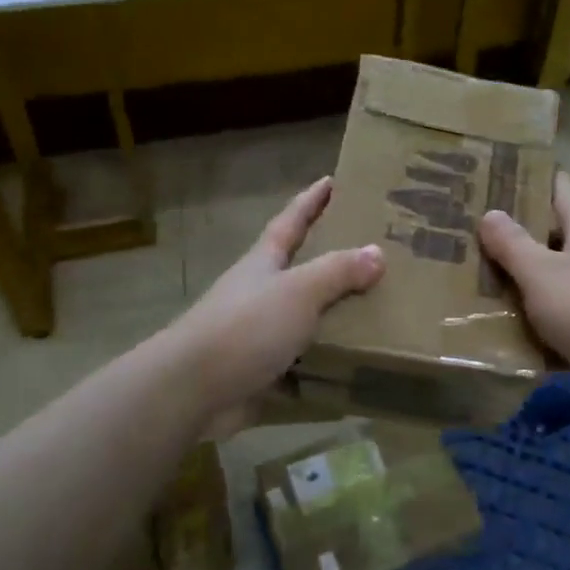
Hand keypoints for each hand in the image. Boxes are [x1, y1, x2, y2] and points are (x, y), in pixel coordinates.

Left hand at [171, 177, 383, 418]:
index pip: (291, 220)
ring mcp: (257, 333)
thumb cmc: (246, 327)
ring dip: (332, 311)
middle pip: (298, 266)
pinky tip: (353, 364)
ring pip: (303, 315)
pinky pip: (301, 359)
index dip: (311, 200)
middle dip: (329, 256)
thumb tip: (377, 252)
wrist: (192, 390)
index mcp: (264, 262)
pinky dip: (324, 360)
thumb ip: (338, 271)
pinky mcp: (259, 370)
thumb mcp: (299, 291)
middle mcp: (259, 291)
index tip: (331, 179)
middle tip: (371, 249)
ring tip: (377, 309)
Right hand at [478, 173, 569, 401]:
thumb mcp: (543, 273)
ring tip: (478, 280)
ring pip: (555, 280)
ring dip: (524, 281)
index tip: (501, 172)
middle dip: (518, 233)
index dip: (534, 178)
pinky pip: (561, 320)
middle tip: (473, 230)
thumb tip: (490, 213)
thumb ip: (514, 245)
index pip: (561, 190)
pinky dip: (538, 324)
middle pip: (554, 236)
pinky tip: (508, 332)